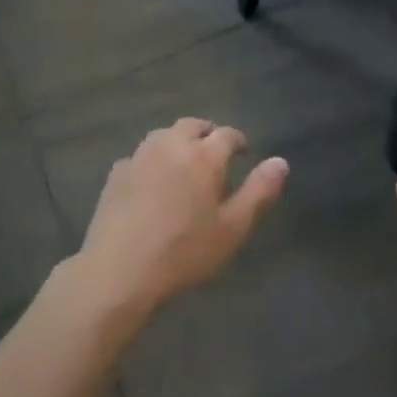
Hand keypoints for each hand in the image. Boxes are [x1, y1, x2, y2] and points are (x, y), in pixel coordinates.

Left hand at [73, 118, 285, 321]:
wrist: (119, 272)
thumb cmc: (184, 251)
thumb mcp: (233, 228)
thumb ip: (260, 191)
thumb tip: (281, 161)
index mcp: (204, 155)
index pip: (228, 134)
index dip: (239, 141)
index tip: (244, 154)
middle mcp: (172, 145)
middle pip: (193, 125)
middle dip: (207, 134)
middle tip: (215, 154)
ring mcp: (140, 157)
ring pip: (164, 135)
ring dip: (178, 142)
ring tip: (184, 163)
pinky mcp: (116, 173)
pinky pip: (140, 156)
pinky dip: (152, 160)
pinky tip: (151, 182)